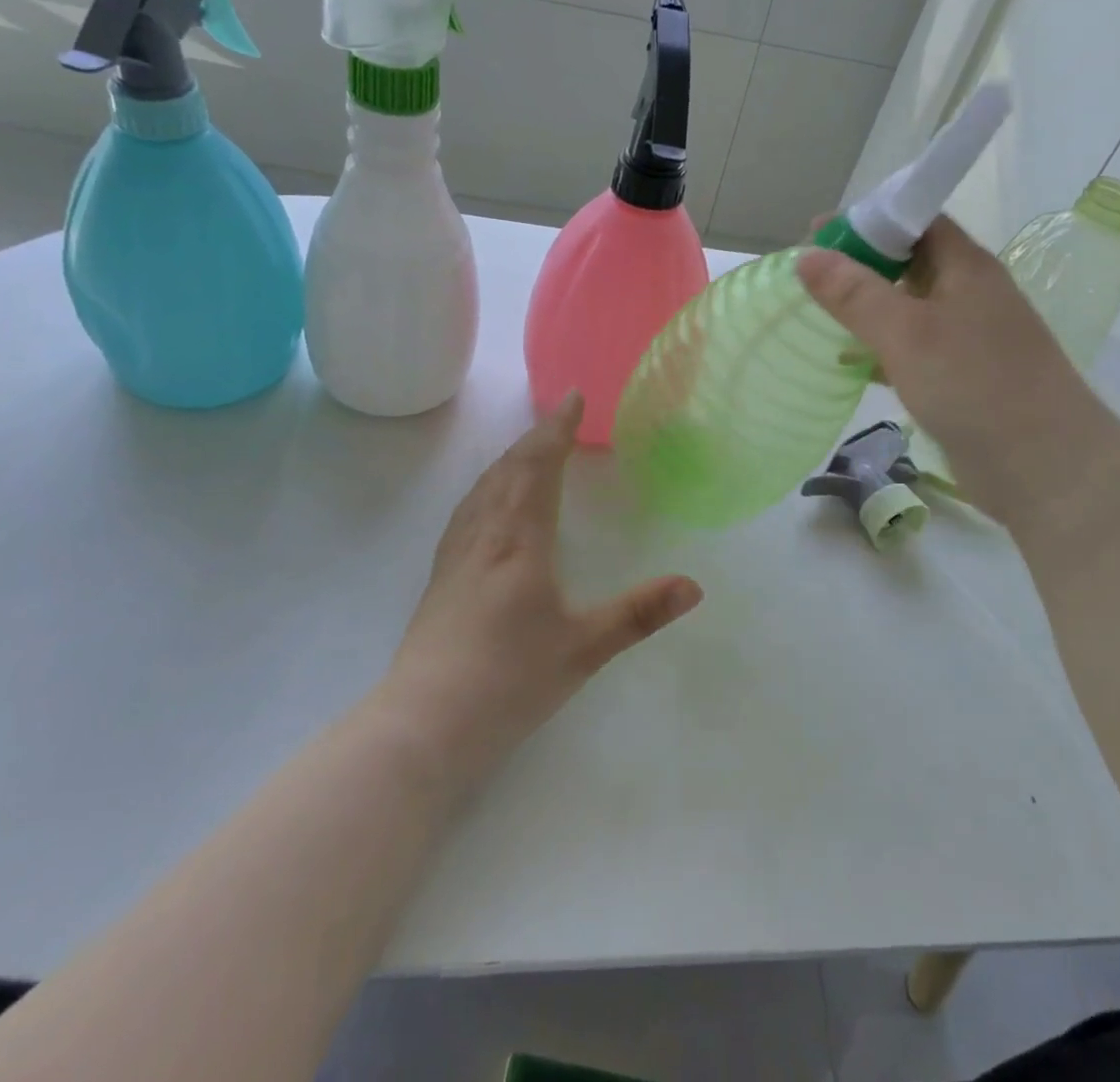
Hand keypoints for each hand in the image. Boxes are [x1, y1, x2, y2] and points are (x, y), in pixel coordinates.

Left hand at [377, 391, 702, 786]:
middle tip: (560, 417)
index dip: (557, 429)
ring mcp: (456, 553)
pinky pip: (468, 508)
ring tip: (529, 448)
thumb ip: (640, 614)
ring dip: (510, 458)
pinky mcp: (441, 575)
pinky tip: (488, 501)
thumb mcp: (584, 649)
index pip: (539, 466)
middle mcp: (484, 534)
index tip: (572, 397)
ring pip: (484, 487)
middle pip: (509, 468)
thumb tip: (694, 586)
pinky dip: (488, 485)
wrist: (425, 722)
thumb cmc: (509, 680)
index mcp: (519, 539)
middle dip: (536, 437)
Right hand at [797, 216, 1119, 529]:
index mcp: (966, 267)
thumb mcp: (906, 333)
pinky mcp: (961, 377)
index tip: (816, 234)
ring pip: (909, 308)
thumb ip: (855, 294)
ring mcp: (968, 338)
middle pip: (910, 262)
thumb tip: (806, 255)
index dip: (867, 220)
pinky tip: (848, 362)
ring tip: (818, 315)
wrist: (1045, 466)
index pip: (915, 221)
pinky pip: (912, 349)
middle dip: (861, 264)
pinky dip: (880, 348)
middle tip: (809, 276)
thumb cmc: (975, 385)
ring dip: (868, 308)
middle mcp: (970, 294)